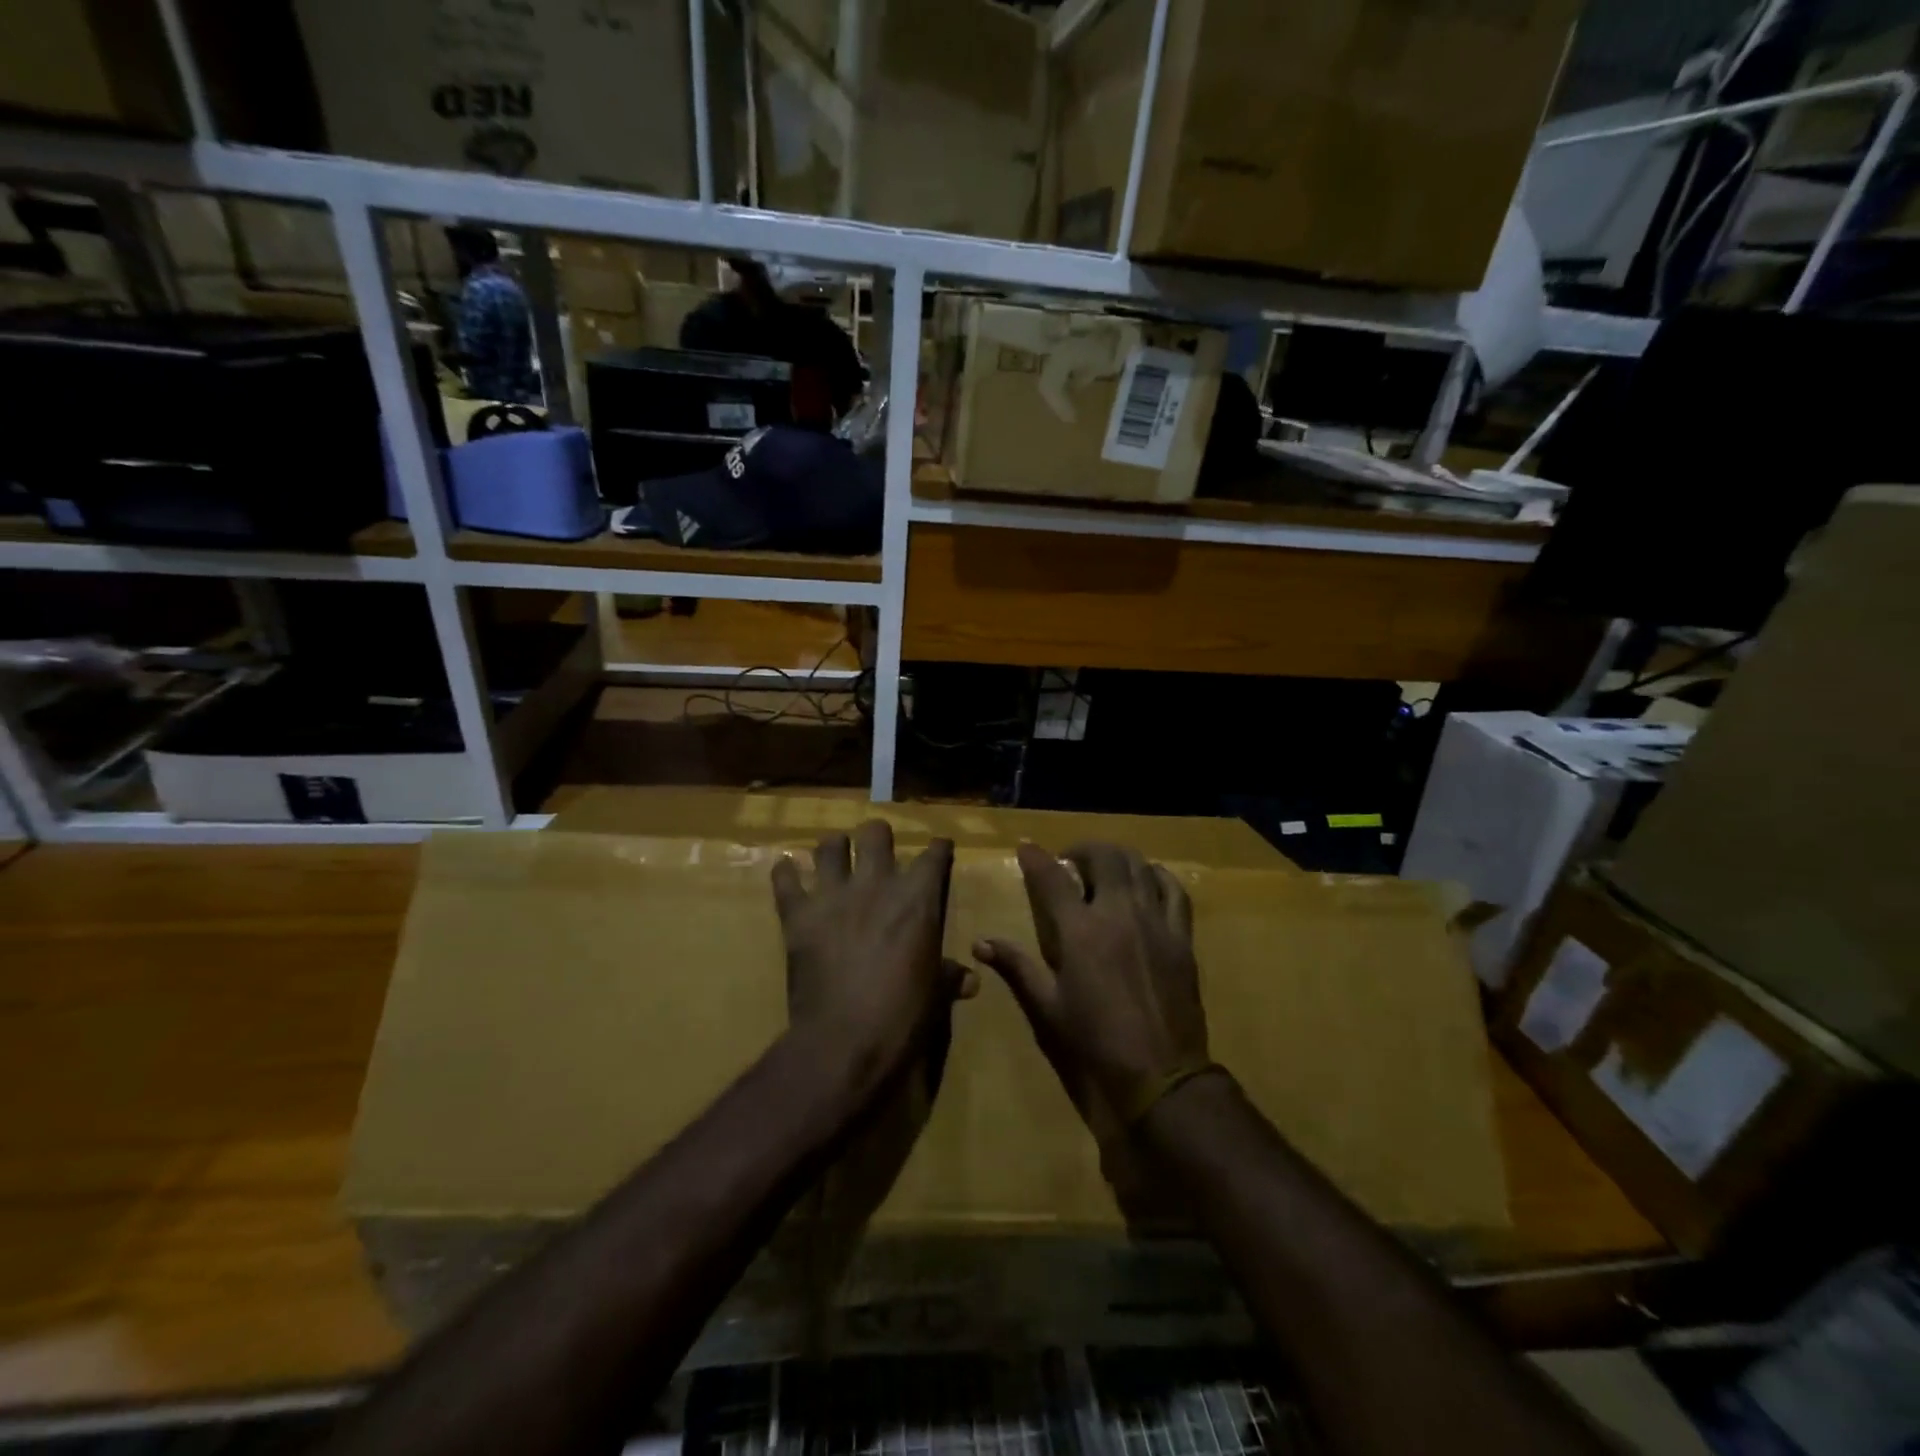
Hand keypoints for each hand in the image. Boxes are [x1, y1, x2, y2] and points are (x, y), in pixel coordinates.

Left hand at [772, 820, 972, 1083]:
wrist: (845, 1040)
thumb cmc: (902, 1017)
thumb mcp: (935, 995)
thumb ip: (950, 977)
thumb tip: (971, 979)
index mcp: (917, 899)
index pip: (934, 855)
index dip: (939, 849)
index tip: (940, 848)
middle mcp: (876, 884)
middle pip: (875, 833)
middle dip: (878, 836)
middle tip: (877, 849)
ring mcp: (833, 895)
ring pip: (829, 845)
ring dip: (833, 849)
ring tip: (834, 857)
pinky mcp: (798, 914)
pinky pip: (785, 879)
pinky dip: (785, 873)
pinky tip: (788, 873)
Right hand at [975, 842, 1209, 1120]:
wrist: (1160, 1074)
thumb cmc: (1094, 1042)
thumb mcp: (1047, 1007)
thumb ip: (1016, 967)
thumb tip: (980, 944)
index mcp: (1079, 931)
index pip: (1052, 877)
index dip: (1035, 857)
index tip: (1026, 847)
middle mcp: (1118, 913)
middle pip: (1103, 857)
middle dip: (1082, 849)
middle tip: (1070, 862)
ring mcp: (1154, 922)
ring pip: (1139, 865)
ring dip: (1117, 858)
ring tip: (1105, 868)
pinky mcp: (1180, 937)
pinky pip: (1174, 891)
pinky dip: (1157, 876)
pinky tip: (1147, 881)